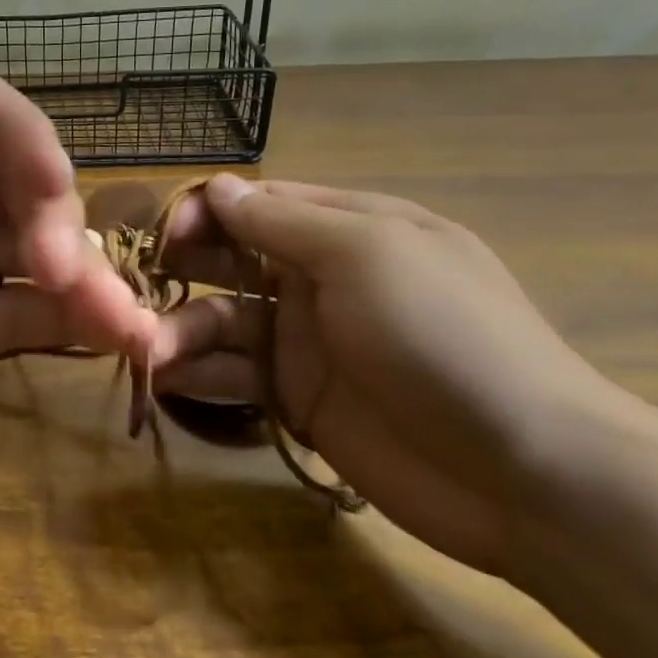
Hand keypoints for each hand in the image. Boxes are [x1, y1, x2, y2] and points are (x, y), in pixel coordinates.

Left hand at [0, 29, 157, 523]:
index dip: (19, 134)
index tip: (47, 186)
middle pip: (9, 173)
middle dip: (50, 206)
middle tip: (57, 263)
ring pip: (24, 241)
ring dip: (79, 266)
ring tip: (118, 316)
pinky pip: (12, 312)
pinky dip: (64, 320)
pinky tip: (110, 337)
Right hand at [150, 175, 620, 575]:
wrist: (523, 471)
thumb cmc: (444, 335)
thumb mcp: (366, 255)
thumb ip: (283, 224)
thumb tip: (219, 187)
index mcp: (344, 230)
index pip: (255, 205)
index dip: (204, 212)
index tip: (164, 234)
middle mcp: (317, 279)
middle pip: (228, 261)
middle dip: (180, 270)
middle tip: (133, 294)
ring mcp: (304, 342)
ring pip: (221, 322)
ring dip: (178, 331)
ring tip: (147, 352)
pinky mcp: (295, 400)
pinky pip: (232, 376)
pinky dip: (196, 376)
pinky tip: (165, 382)